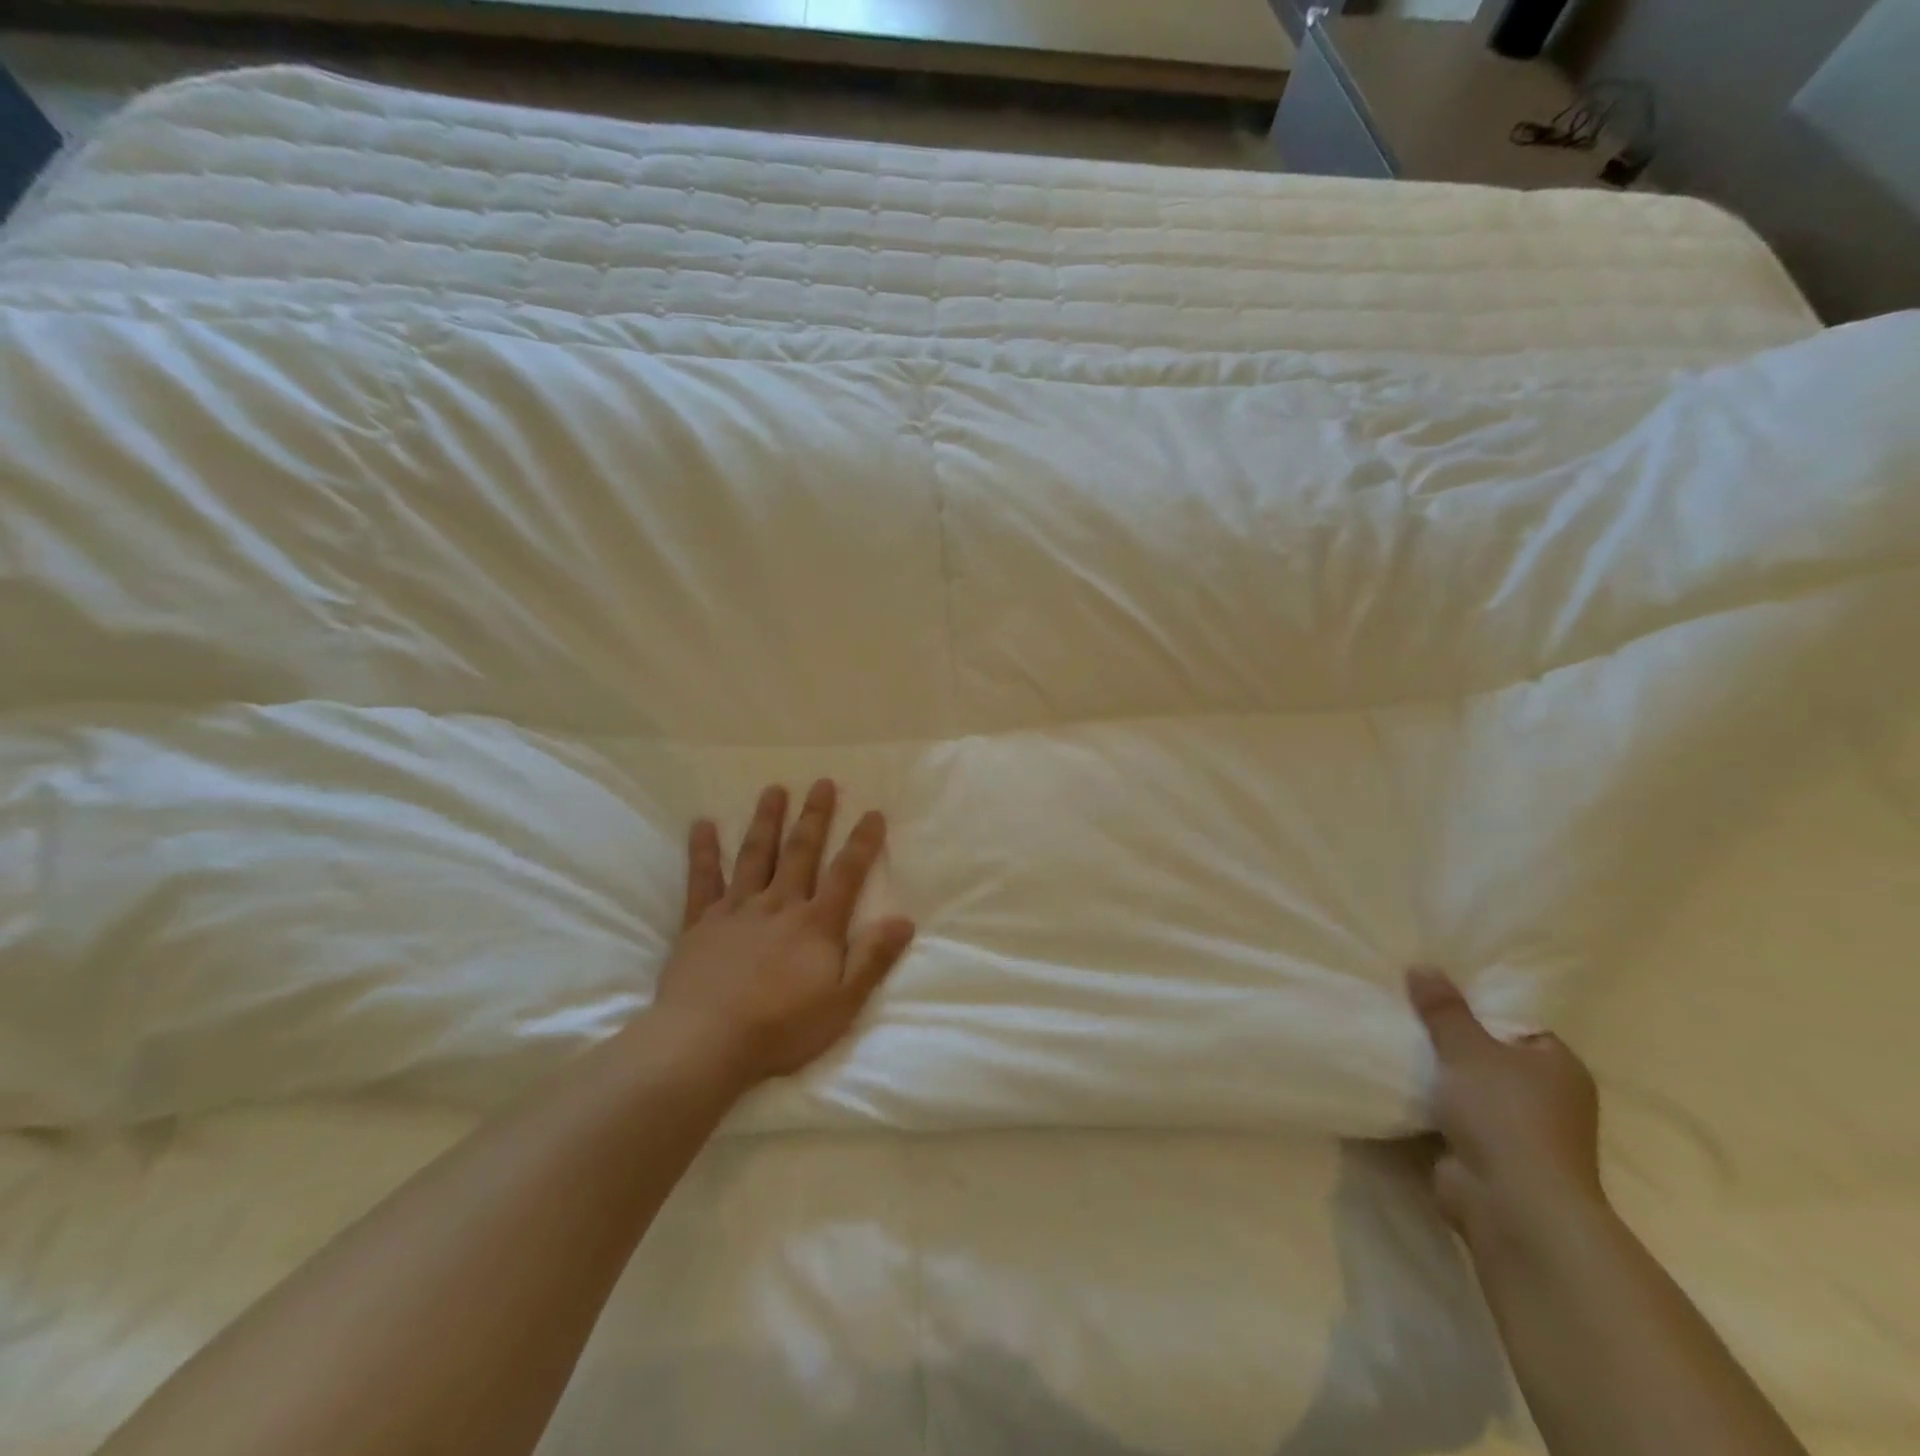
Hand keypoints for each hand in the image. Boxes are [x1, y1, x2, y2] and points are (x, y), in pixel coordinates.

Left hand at [651, 780, 915, 1089]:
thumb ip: (872, 958)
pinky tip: (702, 824)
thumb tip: (905, 919)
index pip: (846, 874)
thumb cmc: (781, 1027)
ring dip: (766, 821)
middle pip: (800, 852)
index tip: (873, 812)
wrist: (705, 1043)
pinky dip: (702, 851)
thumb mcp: (842, 1002)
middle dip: (814, 817)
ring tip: (773, 789)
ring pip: (754, 856)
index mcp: (815, 924)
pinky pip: (702, 880)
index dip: (862, 843)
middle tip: (822, 782)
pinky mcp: (701, 923)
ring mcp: (736, 910)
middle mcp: (779, 905)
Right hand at [1409, 967, 1606, 1254]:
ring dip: (1436, 1076)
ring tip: (1391, 1043)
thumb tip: (1423, 967)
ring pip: (1468, 1088)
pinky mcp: (1489, 1156)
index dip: (1476, 1008)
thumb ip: (1444, 1009)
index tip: (1432, 994)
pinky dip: (1429, 1107)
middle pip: (1489, 1056)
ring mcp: (1519, 1131)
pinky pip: (1452, 1118)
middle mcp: (1548, 1098)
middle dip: (1449, 1041)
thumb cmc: (1504, 1114)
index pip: (1516, 1024)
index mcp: (1558, 1066)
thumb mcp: (1467, 1048)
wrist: (1511, 1203)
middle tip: (1403, 1013)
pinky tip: (1394, 1084)